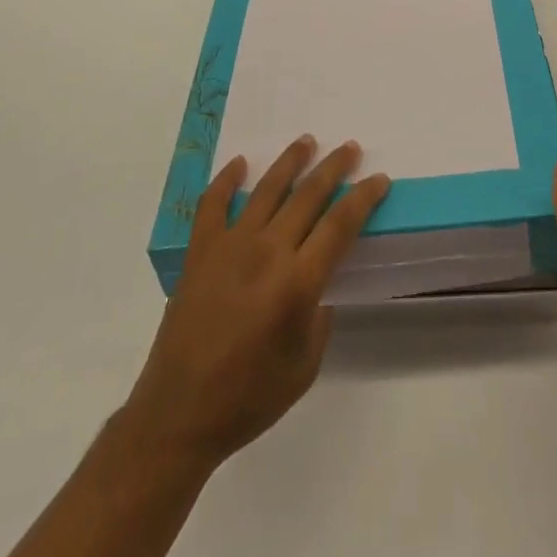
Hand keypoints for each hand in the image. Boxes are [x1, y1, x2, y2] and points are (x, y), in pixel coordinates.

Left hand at [122, 136, 390, 473]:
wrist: (178, 414)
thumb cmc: (248, 398)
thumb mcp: (305, 366)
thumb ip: (319, 316)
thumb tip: (317, 283)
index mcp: (297, 282)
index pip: (340, 225)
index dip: (363, 198)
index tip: (378, 179)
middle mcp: (267, 252)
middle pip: (308, 196)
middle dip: (333, 168)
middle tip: (349, 148)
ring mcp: (229, 246)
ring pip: (267, 189)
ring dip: (290, 161)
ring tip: (307, 141)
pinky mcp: (200, 251)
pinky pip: (213, 203)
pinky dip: (227, 179)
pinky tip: (239, 163)